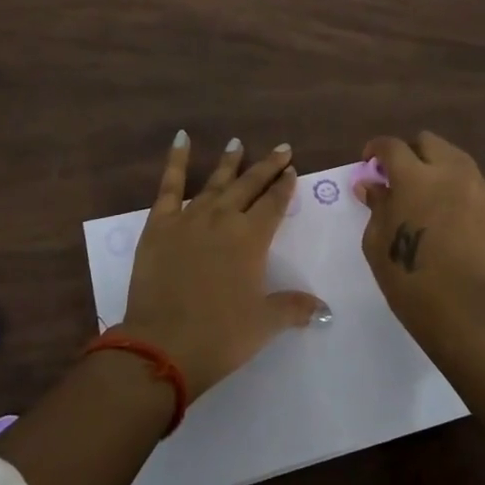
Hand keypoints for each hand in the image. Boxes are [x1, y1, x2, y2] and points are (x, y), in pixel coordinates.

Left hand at [118, 132, 325, 398]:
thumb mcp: (263, 324)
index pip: (274, 204)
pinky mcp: (159, 224)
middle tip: (281, 148)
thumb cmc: (219, 336)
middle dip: (267, 166)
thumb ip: (294, 308)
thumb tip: (325, 310)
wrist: (162, 346)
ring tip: (238, 143)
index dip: (285, 186)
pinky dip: (176, 160)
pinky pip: (169, 185)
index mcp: (251, 239)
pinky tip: (181, 138)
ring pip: (215, 182)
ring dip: (229, 163)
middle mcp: (223, 219)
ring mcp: (189, 217)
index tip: (292, 169)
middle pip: (250, 185)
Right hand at [357, 131, 484, 354]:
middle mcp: (450, 172)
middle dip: (412, 153)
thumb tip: (370, 184)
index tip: (370, 163)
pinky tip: (456, 221)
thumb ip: (376, 205)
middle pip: (429, 142)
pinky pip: (477, 188)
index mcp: (414, 177)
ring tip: (432, 197)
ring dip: (439, 170)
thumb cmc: (410, 280)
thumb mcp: (378, 243)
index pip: (392, 146)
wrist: (467, 312)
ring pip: (457, 161)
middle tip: (402, 178)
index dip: (376, 149)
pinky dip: (462, 195)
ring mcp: (480, 189)